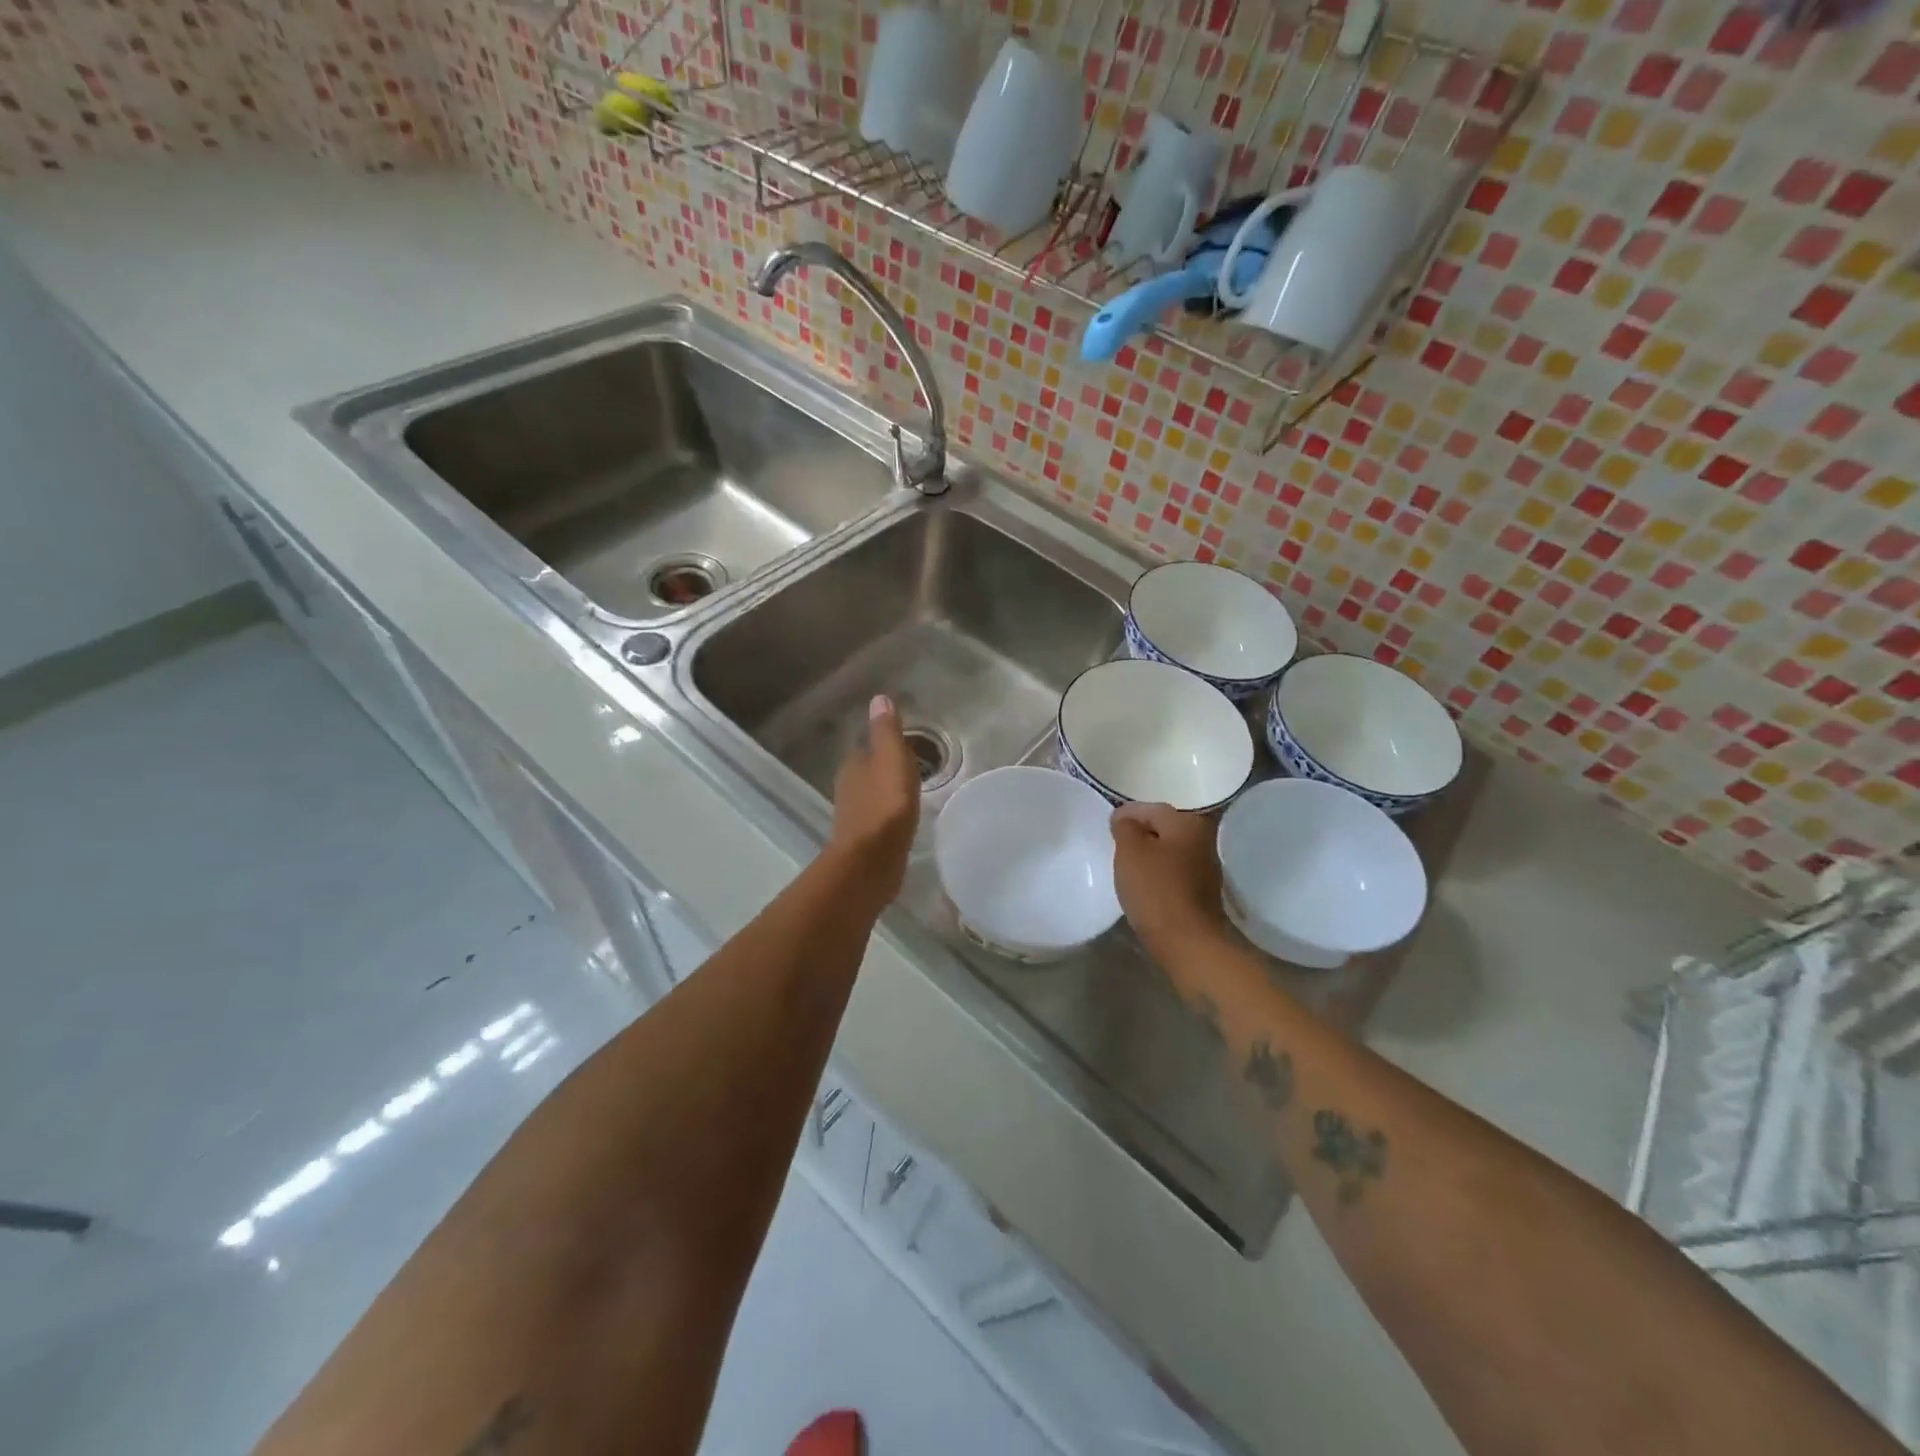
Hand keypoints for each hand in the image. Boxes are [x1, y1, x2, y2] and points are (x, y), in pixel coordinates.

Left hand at [827, 695, 921, 909]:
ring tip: (910, 792)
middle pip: (867, 771)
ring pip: (871, 794)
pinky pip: (878, 818)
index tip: (905, 745)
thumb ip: (887, 731)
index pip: (866, 746)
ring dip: (886, 792)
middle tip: (911, 767)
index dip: (884, 744)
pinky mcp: (863, 839)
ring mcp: (853, 815)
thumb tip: (878, 698)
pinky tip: (902, 819)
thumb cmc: (885, 805)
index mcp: (854, 765)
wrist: (871, 861)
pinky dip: (888, 814)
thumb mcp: (892, 759)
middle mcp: (848, 787)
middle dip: (884, 768)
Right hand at [1110, 803, 1229, 960]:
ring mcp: (1206, 867)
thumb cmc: (1156, 889)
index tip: (1107, 829)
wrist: (1188, 942)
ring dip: (1149, 855)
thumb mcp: (1130, 851)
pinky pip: (1174, 872)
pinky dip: (1158, 874)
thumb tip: (1125, 819)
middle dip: (1139, 834)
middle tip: (1115, 847)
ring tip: (1126, 867)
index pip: (1150, 807)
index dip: (1125, 815)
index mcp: (1188, 822)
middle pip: (1163, 827)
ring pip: (1169, 850)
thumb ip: (1125, 827)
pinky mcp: (1202, 892)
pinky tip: (1144, 886)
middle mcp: (1203, 838)